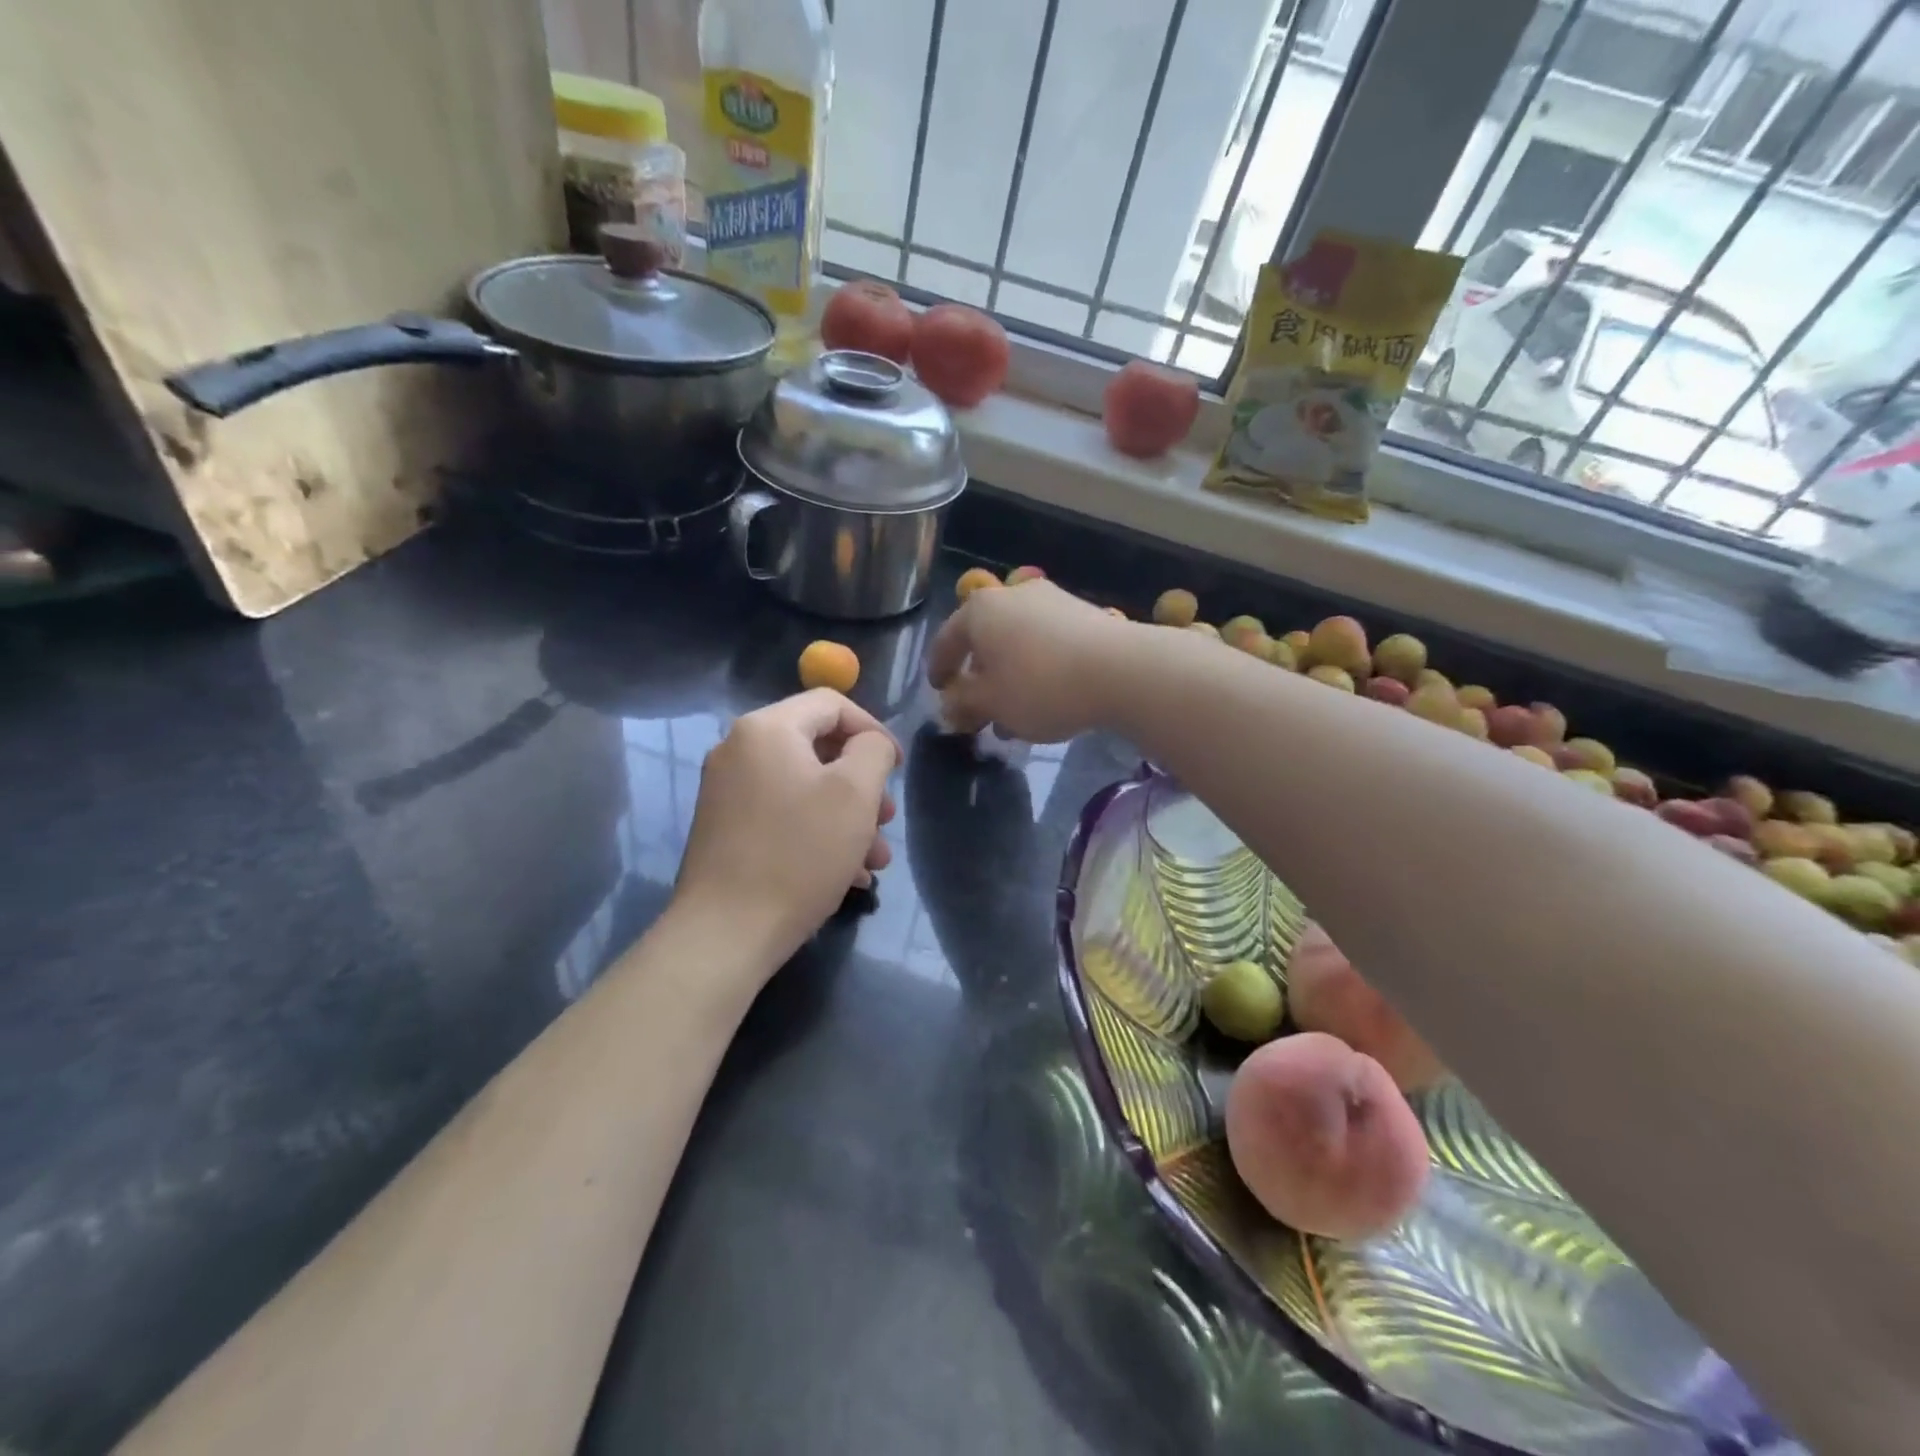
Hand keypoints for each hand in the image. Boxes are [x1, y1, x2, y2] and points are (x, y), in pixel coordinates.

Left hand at [674, 690, 900, 957]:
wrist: (726, 932)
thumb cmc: (799, 853)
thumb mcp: (855, 793)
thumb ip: (873, 750)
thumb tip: (869, 744)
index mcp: (767, 729)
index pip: (832, 704)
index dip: (874, 730)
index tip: (898, 769)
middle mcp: (739, 750)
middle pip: (818, 748)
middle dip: (862, 785)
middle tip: (887, 820)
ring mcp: (728, 792)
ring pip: (805, 788)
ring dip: (847, 817)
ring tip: (874, 859)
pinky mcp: (726, 829)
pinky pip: (783, 815)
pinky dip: (818, 834)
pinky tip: (847, 875)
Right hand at [927, 580, 1129, 742]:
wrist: (1120, 670)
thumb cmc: (1040, 686)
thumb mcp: (992, 703)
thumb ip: (963, 703)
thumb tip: (949, 704)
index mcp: (979, 611)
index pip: (946, 640)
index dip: (938, 670)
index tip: (939, 692)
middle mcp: (1012, 595)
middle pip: (984, 639)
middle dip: (978, 677)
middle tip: (977, 708)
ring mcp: (1051, 601)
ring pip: (1017, 643)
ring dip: (1009, 676)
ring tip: (1013, 714)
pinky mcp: (1083, 614)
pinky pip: (1046, 643)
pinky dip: (1036, 668)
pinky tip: (1045, 698)